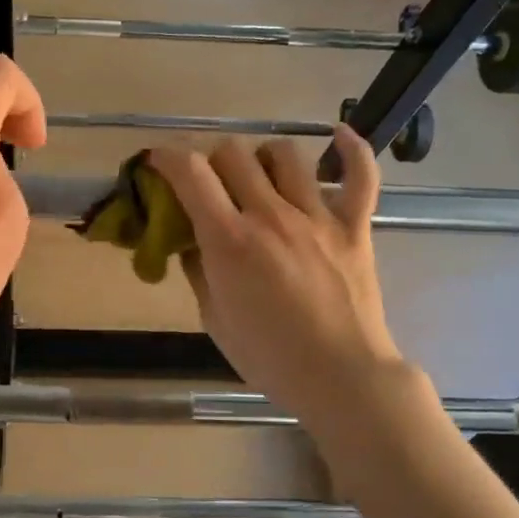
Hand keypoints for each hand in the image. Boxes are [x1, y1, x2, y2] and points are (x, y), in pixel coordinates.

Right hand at [148, 127, 402, 429]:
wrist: (342, 379)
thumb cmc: (270, 357)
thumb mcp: (215, 319)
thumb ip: (198, 270)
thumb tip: (190, 240)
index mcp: (230, 241)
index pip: (190, 173)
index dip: (167, 158)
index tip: (157, 163)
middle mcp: (271, 216)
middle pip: (232, 153)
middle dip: (210, 161)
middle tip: (209, 186)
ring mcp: (317, 217)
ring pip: (284, 154)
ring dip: (261, 158)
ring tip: (259, 180)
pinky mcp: (355, 227)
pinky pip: (360, 175)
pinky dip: (351, 151)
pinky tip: (338, 138)